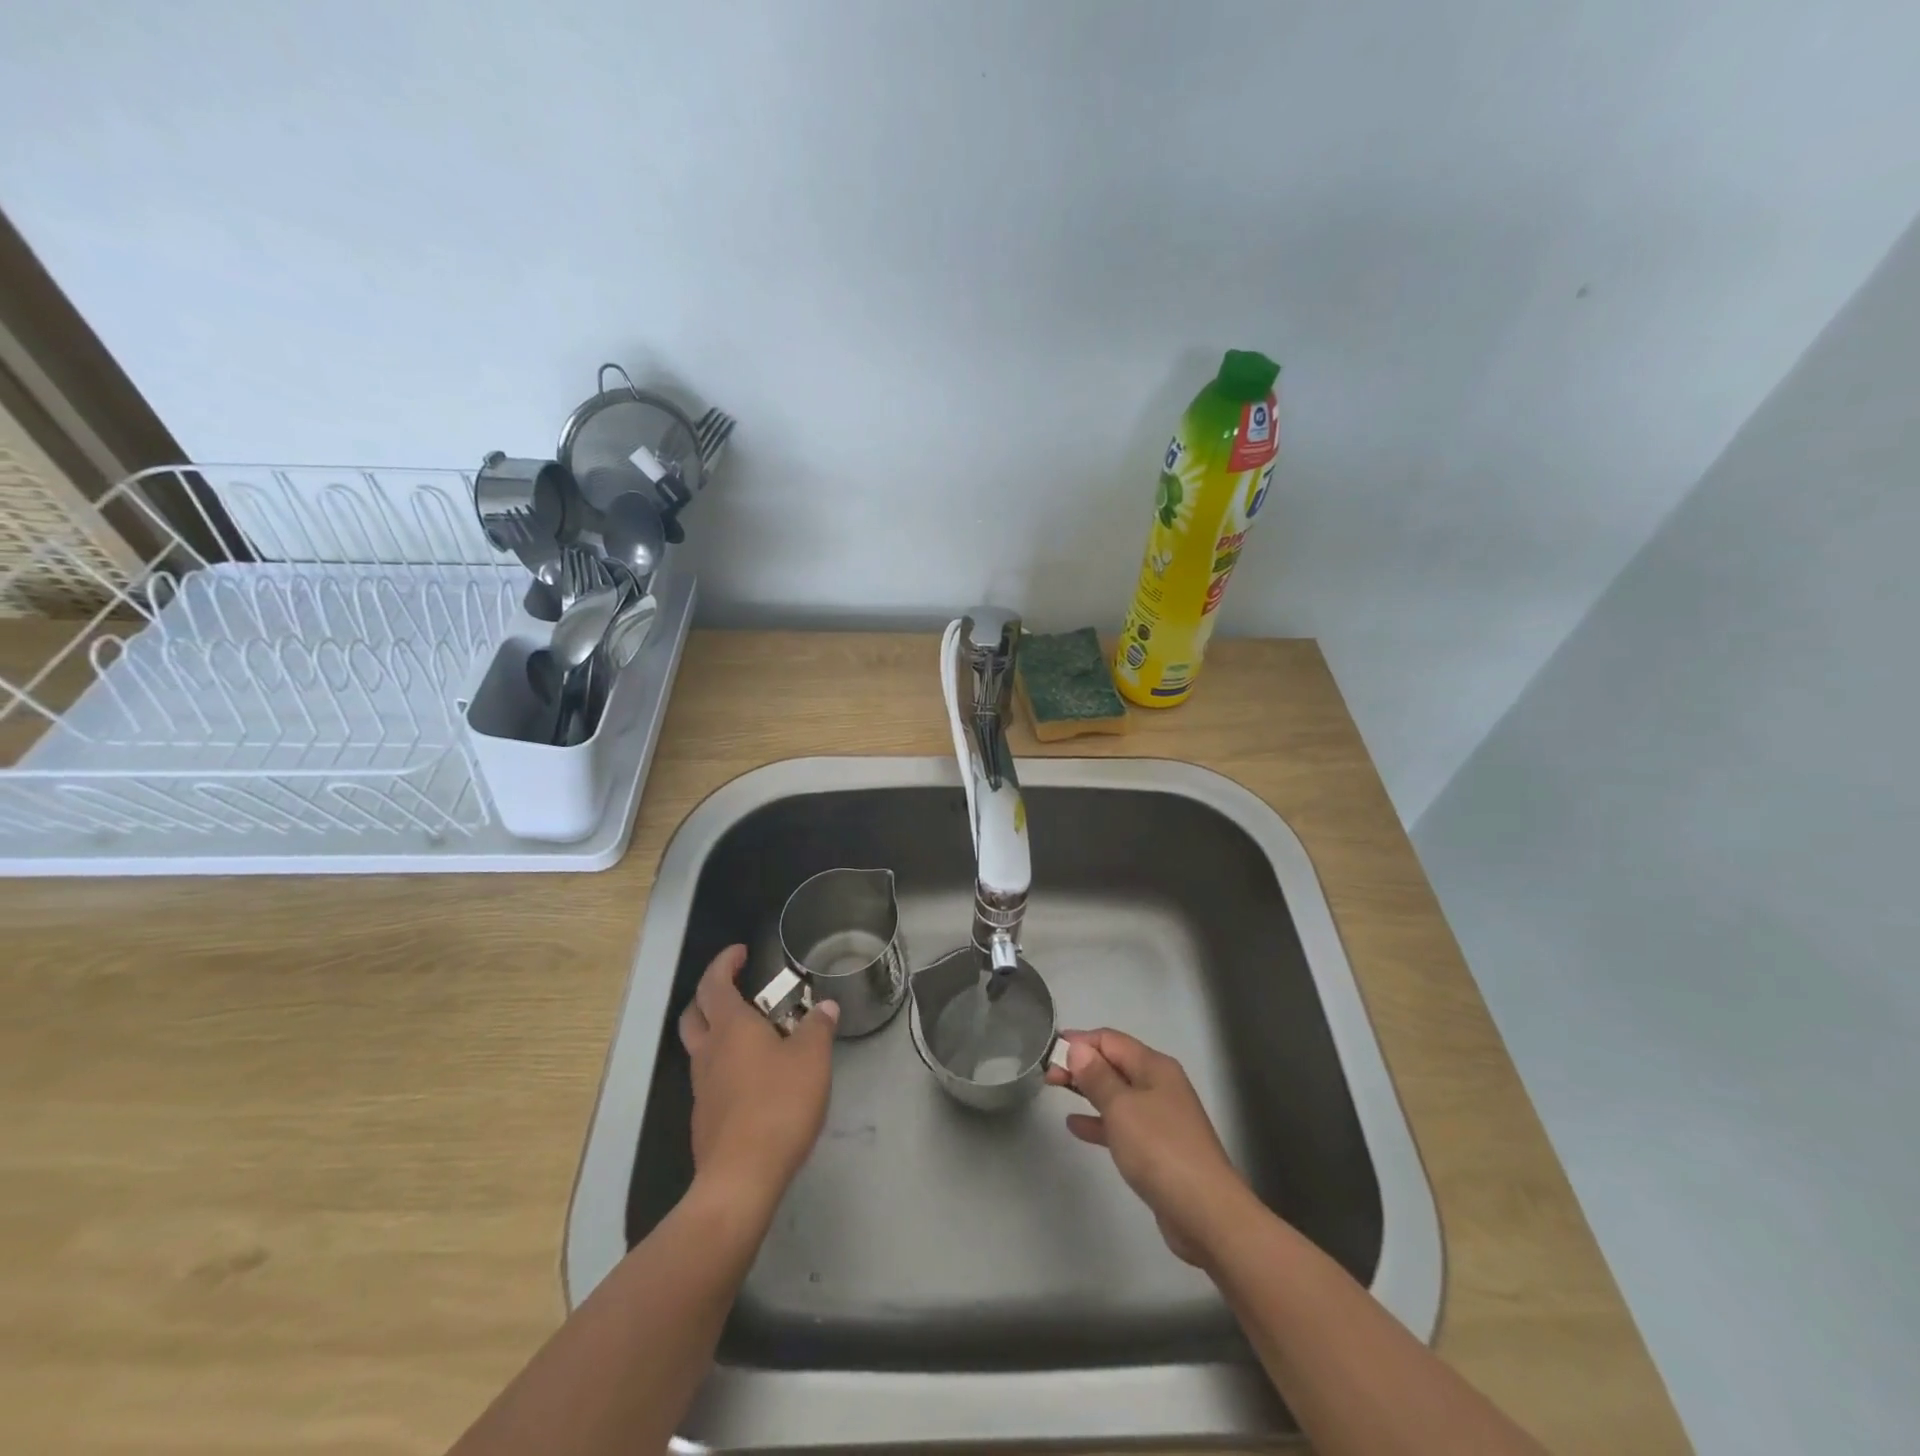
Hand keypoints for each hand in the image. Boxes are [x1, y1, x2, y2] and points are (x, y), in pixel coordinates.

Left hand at [677, 945, 838, 1218]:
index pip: (715, 983)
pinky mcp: (705, 1117)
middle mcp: (709, 1051)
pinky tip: (752, 1077)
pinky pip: (709, 1077)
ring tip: (750, 1032)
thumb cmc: (778, 1104)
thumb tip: (825, 1006)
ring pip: (698, 1046)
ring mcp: (702, 1087)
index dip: (724, 962)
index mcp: (731, 1028)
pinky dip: (724, 1064)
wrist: (741, 1177)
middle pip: (694, 1013)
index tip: (740, 952)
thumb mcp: (812, 1059)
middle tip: (734, 987)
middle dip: (710, 994)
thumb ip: (818, 1027)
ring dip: (715, 1030)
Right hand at [1046, 1028, 1253, 1265]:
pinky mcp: (1158, 1148)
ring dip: (1087, 1090)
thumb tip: (1078, 1048)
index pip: (1110, 1040)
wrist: (1206, 1214)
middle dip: (1081, 1065)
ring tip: (1055, 1091)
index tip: (1048, 1052)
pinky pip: (1122, 1124)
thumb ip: (1097, 1076)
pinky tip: (1075, 1126)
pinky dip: (1099, 1121)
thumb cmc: (1160, 1150)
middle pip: (1114, 1064)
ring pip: (1116, 1093)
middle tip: (1047, 1074)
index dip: (1078, 1042)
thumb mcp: (1121, 1108)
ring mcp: (1160, 1118)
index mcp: (1154, 1067)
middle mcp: (1159, 1085)